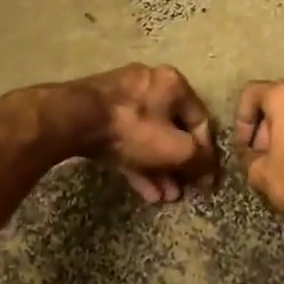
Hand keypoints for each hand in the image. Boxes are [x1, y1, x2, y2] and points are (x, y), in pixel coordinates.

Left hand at [75, 64, 217, 202]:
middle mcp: (150, 85)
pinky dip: (138, 163)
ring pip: (149, 138)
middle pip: (173, 131)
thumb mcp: (176, 148)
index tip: (206, 180)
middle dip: (179, 167)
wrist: (74, 120)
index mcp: (174, 84)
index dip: (207, 154)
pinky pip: (127, 139)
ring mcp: (121, 98)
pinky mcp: (99, 114)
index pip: (201, 121)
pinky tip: (145, 191)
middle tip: (182, 191)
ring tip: (165, 198)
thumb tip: (210, 173)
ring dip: (160, 170)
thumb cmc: (134, 129)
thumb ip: (199, 161)